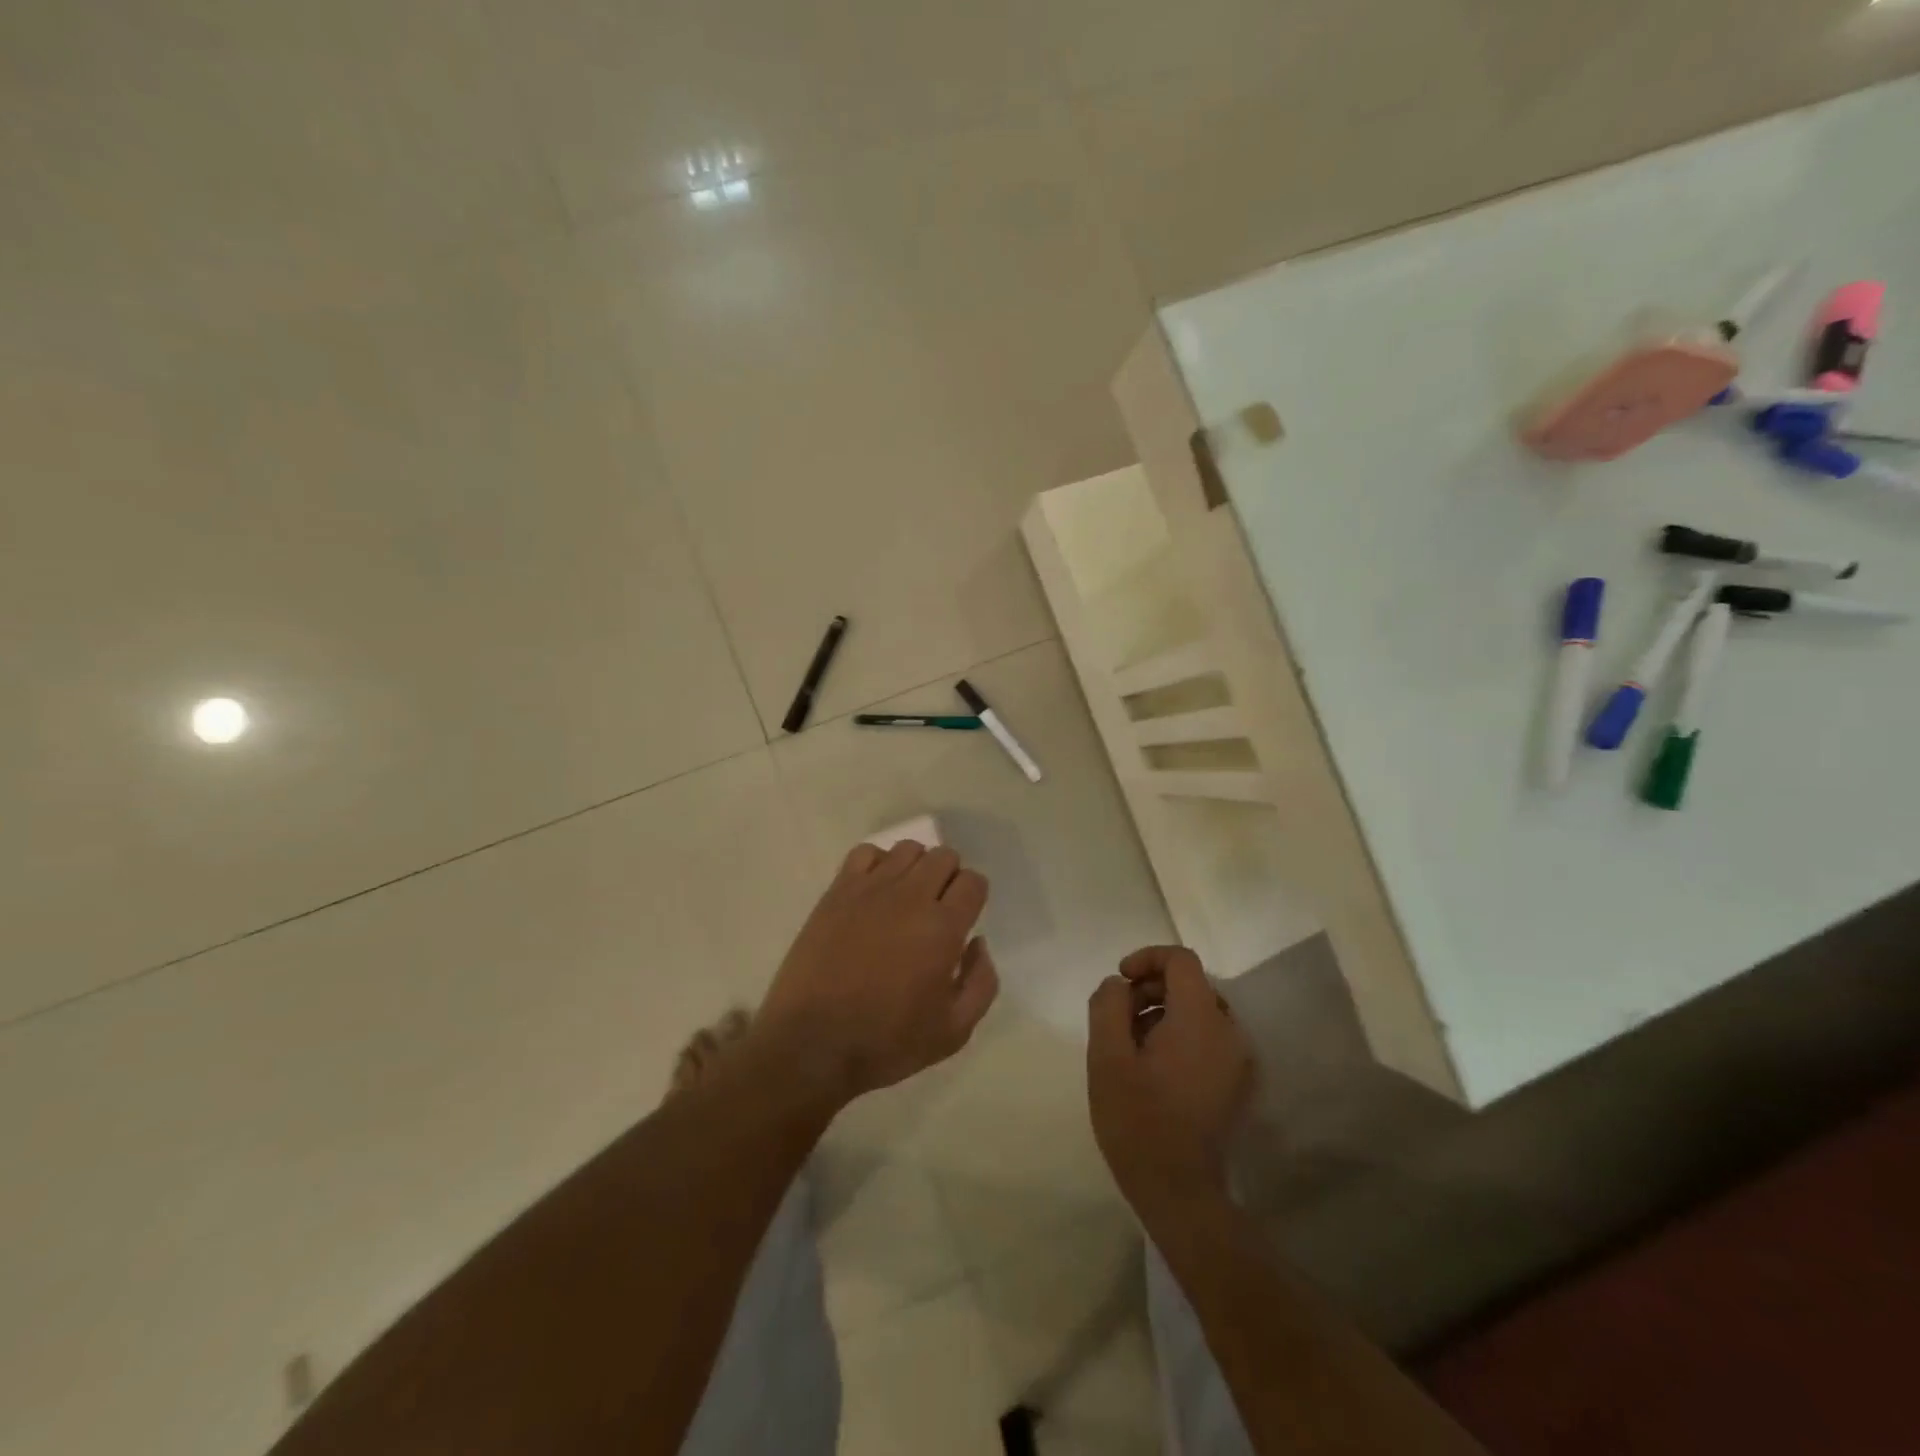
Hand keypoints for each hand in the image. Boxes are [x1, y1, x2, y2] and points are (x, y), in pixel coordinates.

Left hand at [753, 840, 997, 1109]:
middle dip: (949, 878)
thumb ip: (981, 982)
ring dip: (916, 868)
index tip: (963, 917)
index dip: (973, 897)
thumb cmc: (887, 1043)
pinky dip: (878, 863)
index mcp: (943, 928)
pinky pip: (866, 853)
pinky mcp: (837, 891)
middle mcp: (910, 897)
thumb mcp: (954, 1032)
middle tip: (937, 909)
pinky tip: (874, 892)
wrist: (812, 1045)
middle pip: (943, 856)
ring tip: (905, 898)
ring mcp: (870, 889)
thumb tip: (978, 943)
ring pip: (907, 849)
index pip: (973, 882)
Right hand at [1087, 947, 1253, 1209]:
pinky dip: (1180, 1035)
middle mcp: (1230, 1032)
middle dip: (1151, 989)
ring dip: (1163, 1013)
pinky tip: (1154, 1068)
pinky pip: (1209, 1038)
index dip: (1147, 958)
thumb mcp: (1107, 1057)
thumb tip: (1119, 985)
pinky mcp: (1238, 1083)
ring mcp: (1239, 1060)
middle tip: (1119, 1019)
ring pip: (1199, 1011)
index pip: (1181, 960)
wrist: (1180, 1193)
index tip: (1120, 980)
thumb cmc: (1138, 1121)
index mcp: (1201, 1020)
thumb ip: (1109, 1006)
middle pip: (1191, 984)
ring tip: (1131, 1046)